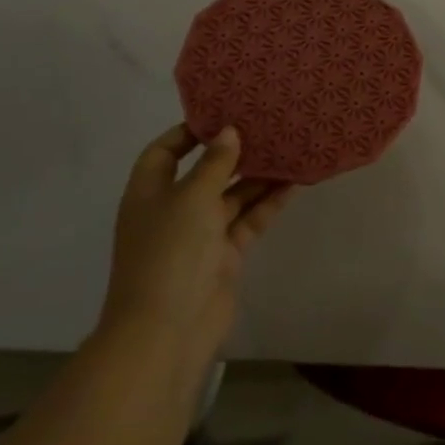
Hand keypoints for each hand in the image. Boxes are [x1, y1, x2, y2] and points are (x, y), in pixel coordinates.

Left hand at [98, 124, 291, 368]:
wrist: (168, 330)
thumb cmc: (170, 252)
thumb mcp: (192, 197)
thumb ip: (214, 163)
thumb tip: (229, 132)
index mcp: (150, 193)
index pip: (164, 152)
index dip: (189, 132)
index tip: (224, 114)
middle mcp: (173, 210)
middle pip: (204, 172)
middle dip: (234, 152)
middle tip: (268, 126)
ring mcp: (199, 235)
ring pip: (232, 196)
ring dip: (258, 176)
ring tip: (289, 148)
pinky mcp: (224, 255)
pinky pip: (248, 220)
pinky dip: (268, 203)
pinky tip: (294, 182)